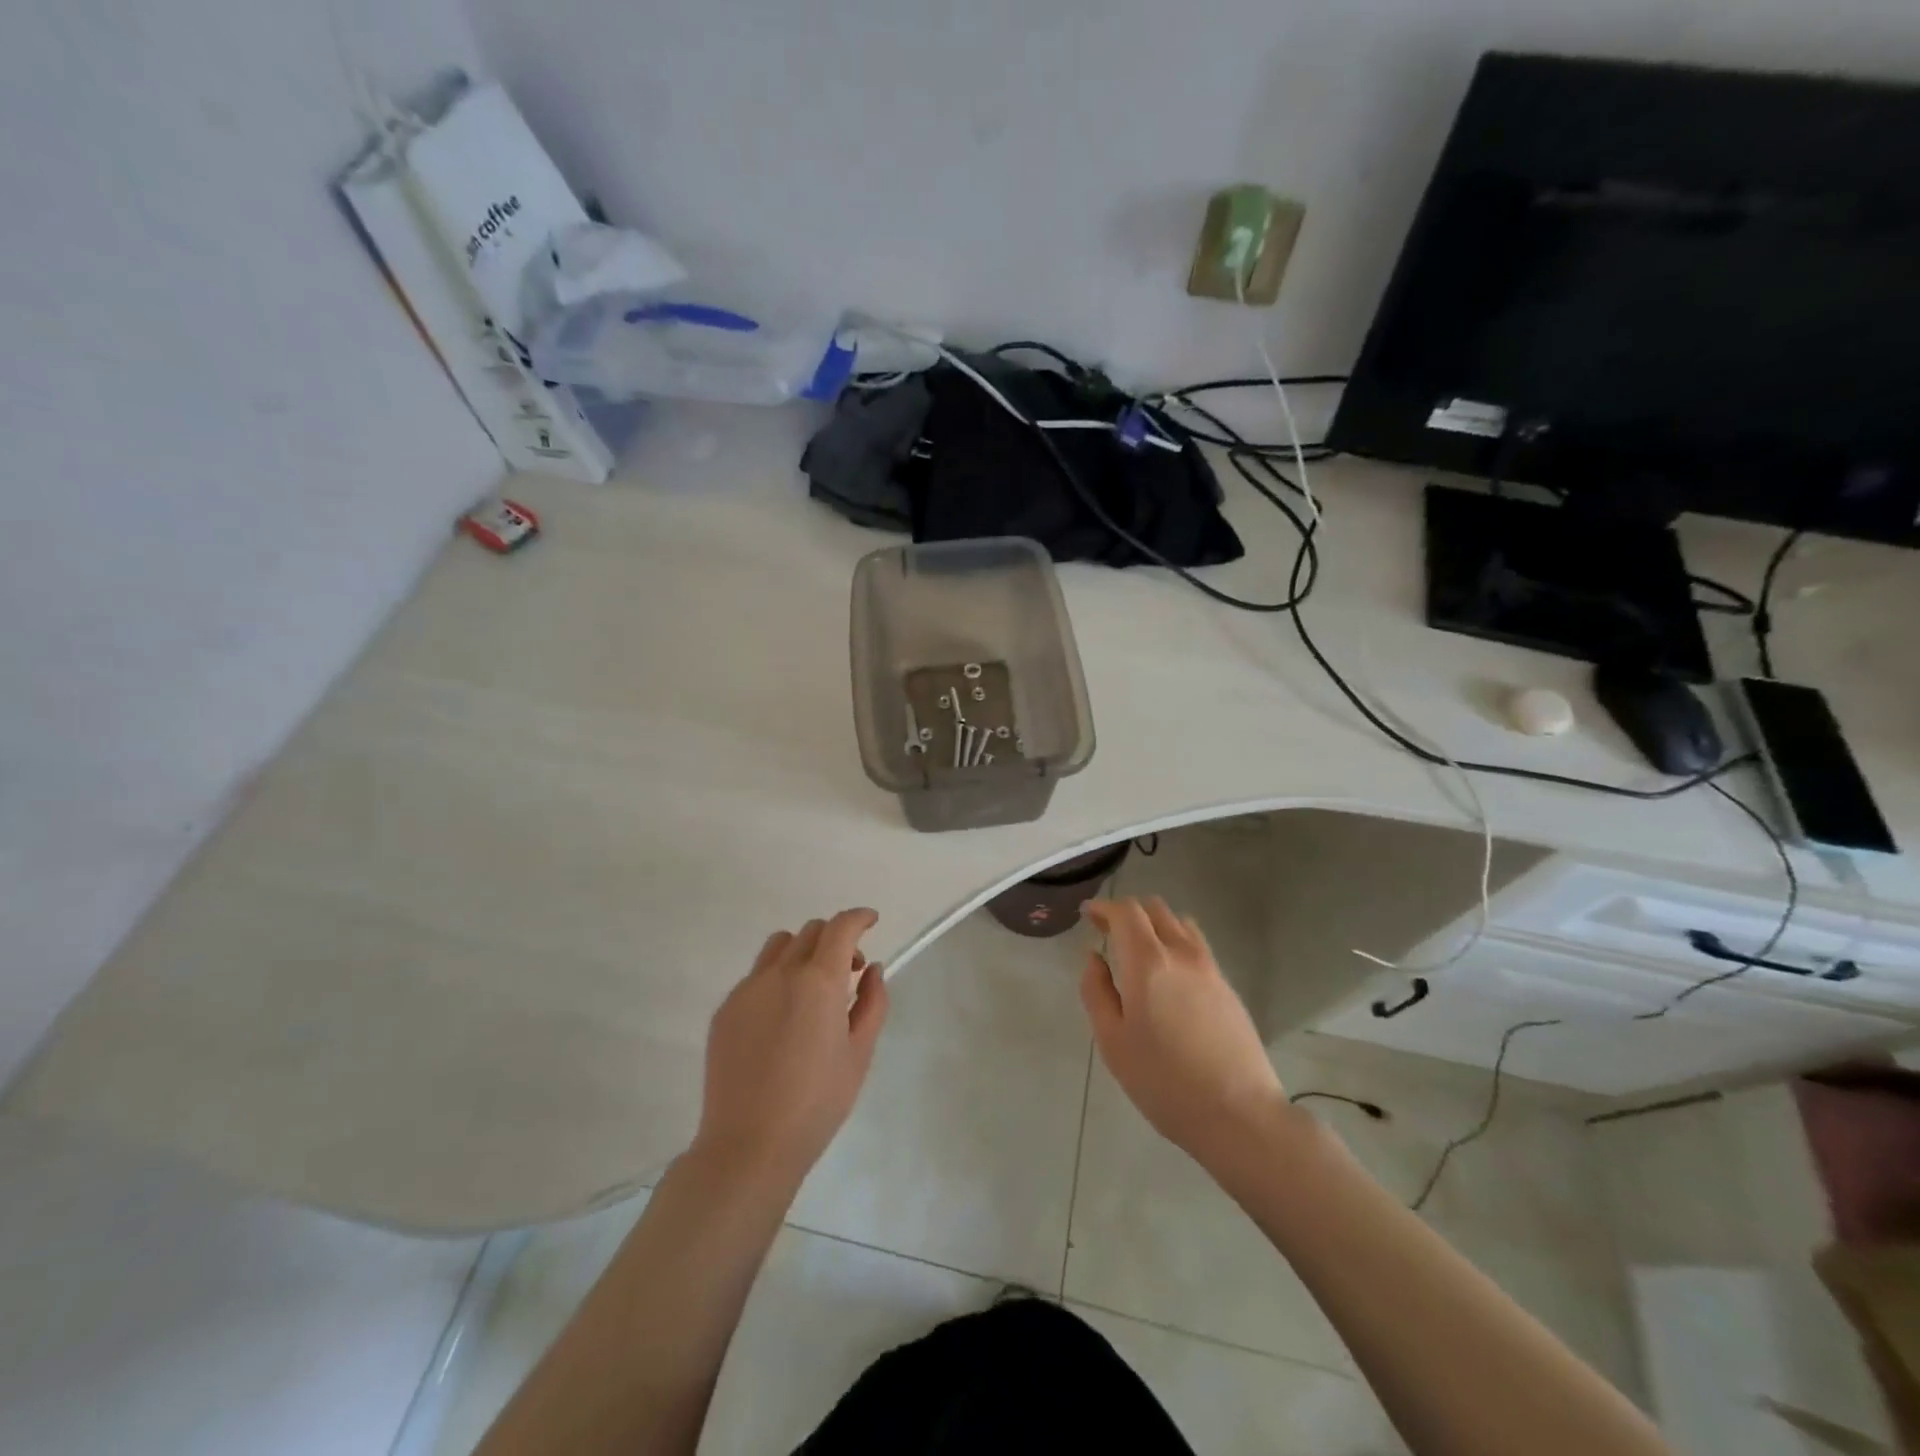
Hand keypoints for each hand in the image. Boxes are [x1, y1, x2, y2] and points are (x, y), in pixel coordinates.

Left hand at [693, 908, 889, 1187]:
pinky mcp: (725, 1010)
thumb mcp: (859, 1053)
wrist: (749, 1146)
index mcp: (819, 981)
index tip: (871, 921)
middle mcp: (780, 973)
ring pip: (779, 946)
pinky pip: (756, 976)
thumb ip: (872, 1002)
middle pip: (811, 931)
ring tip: (813, 988)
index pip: (841, 927)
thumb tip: (872, 969)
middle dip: (835, 939)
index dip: (859, 917)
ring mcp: (747, 990)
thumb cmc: (817, 1103)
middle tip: (849, 971)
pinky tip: (782, 1019)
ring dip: (803, 951)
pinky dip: (777, 978)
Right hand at [1081, 896, 1288, 1169]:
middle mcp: (1181, 953)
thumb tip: (1094, 958)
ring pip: (1179, 922)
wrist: (1238, 1114)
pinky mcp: (1227, 985)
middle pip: (1154, 909)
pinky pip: (1197, 944)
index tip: (1088, 915)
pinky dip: (1176, 941)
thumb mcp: (1112, 1042)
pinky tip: (1168, 972)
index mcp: (1148, 962)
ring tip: (1139, 948)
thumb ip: (1096, 992)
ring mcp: (1209, 967)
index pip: (1125, 912)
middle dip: (1127, 913)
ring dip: (1154, 923)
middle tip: (1108, 931)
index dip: (1104, 908)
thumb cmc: (1163, 1081)